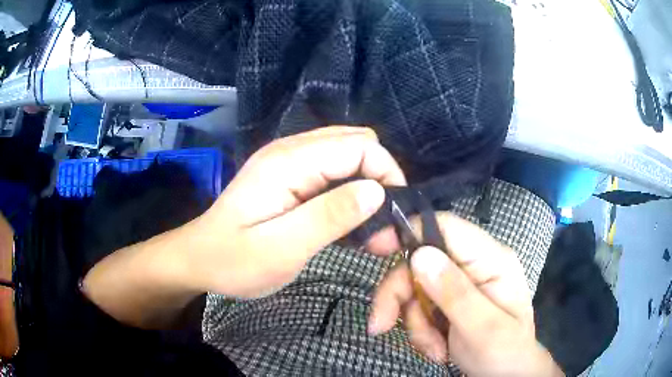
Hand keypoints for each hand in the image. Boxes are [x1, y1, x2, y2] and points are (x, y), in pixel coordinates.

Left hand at [183, 126, 405, 296]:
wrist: (198, 259)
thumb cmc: (234, 260)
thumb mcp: (282, 248)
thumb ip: (330, 217)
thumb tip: (377, 191)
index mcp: (289, 161)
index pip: (359, 146)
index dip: (386, 174)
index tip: (394, 217)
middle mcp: (291, 150)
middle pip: (356, 143)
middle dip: (380, 180)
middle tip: (383, 227)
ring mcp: (289, 161)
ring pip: (348, 156)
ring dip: (367, 188)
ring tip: (371, 231)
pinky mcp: (289, 177)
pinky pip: (333, 172)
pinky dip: (350, 192)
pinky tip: (349, 223)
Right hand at [369, 212, 563, 376]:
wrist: (507, 376)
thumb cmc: (505, 352)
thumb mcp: (483, 328)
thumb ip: (455, 293)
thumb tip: (419, 255)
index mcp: (491, 259)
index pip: (446, 227)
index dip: (409, 231)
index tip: (374, 249)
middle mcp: (473, 265)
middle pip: (420, 262)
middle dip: (400, 296)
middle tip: (382, 325)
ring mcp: (459, 284)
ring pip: (415, 289)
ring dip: (414, 323)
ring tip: (434, 350)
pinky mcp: (448, 302)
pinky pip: (418, 308)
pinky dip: (419, 332)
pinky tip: (437, 349)